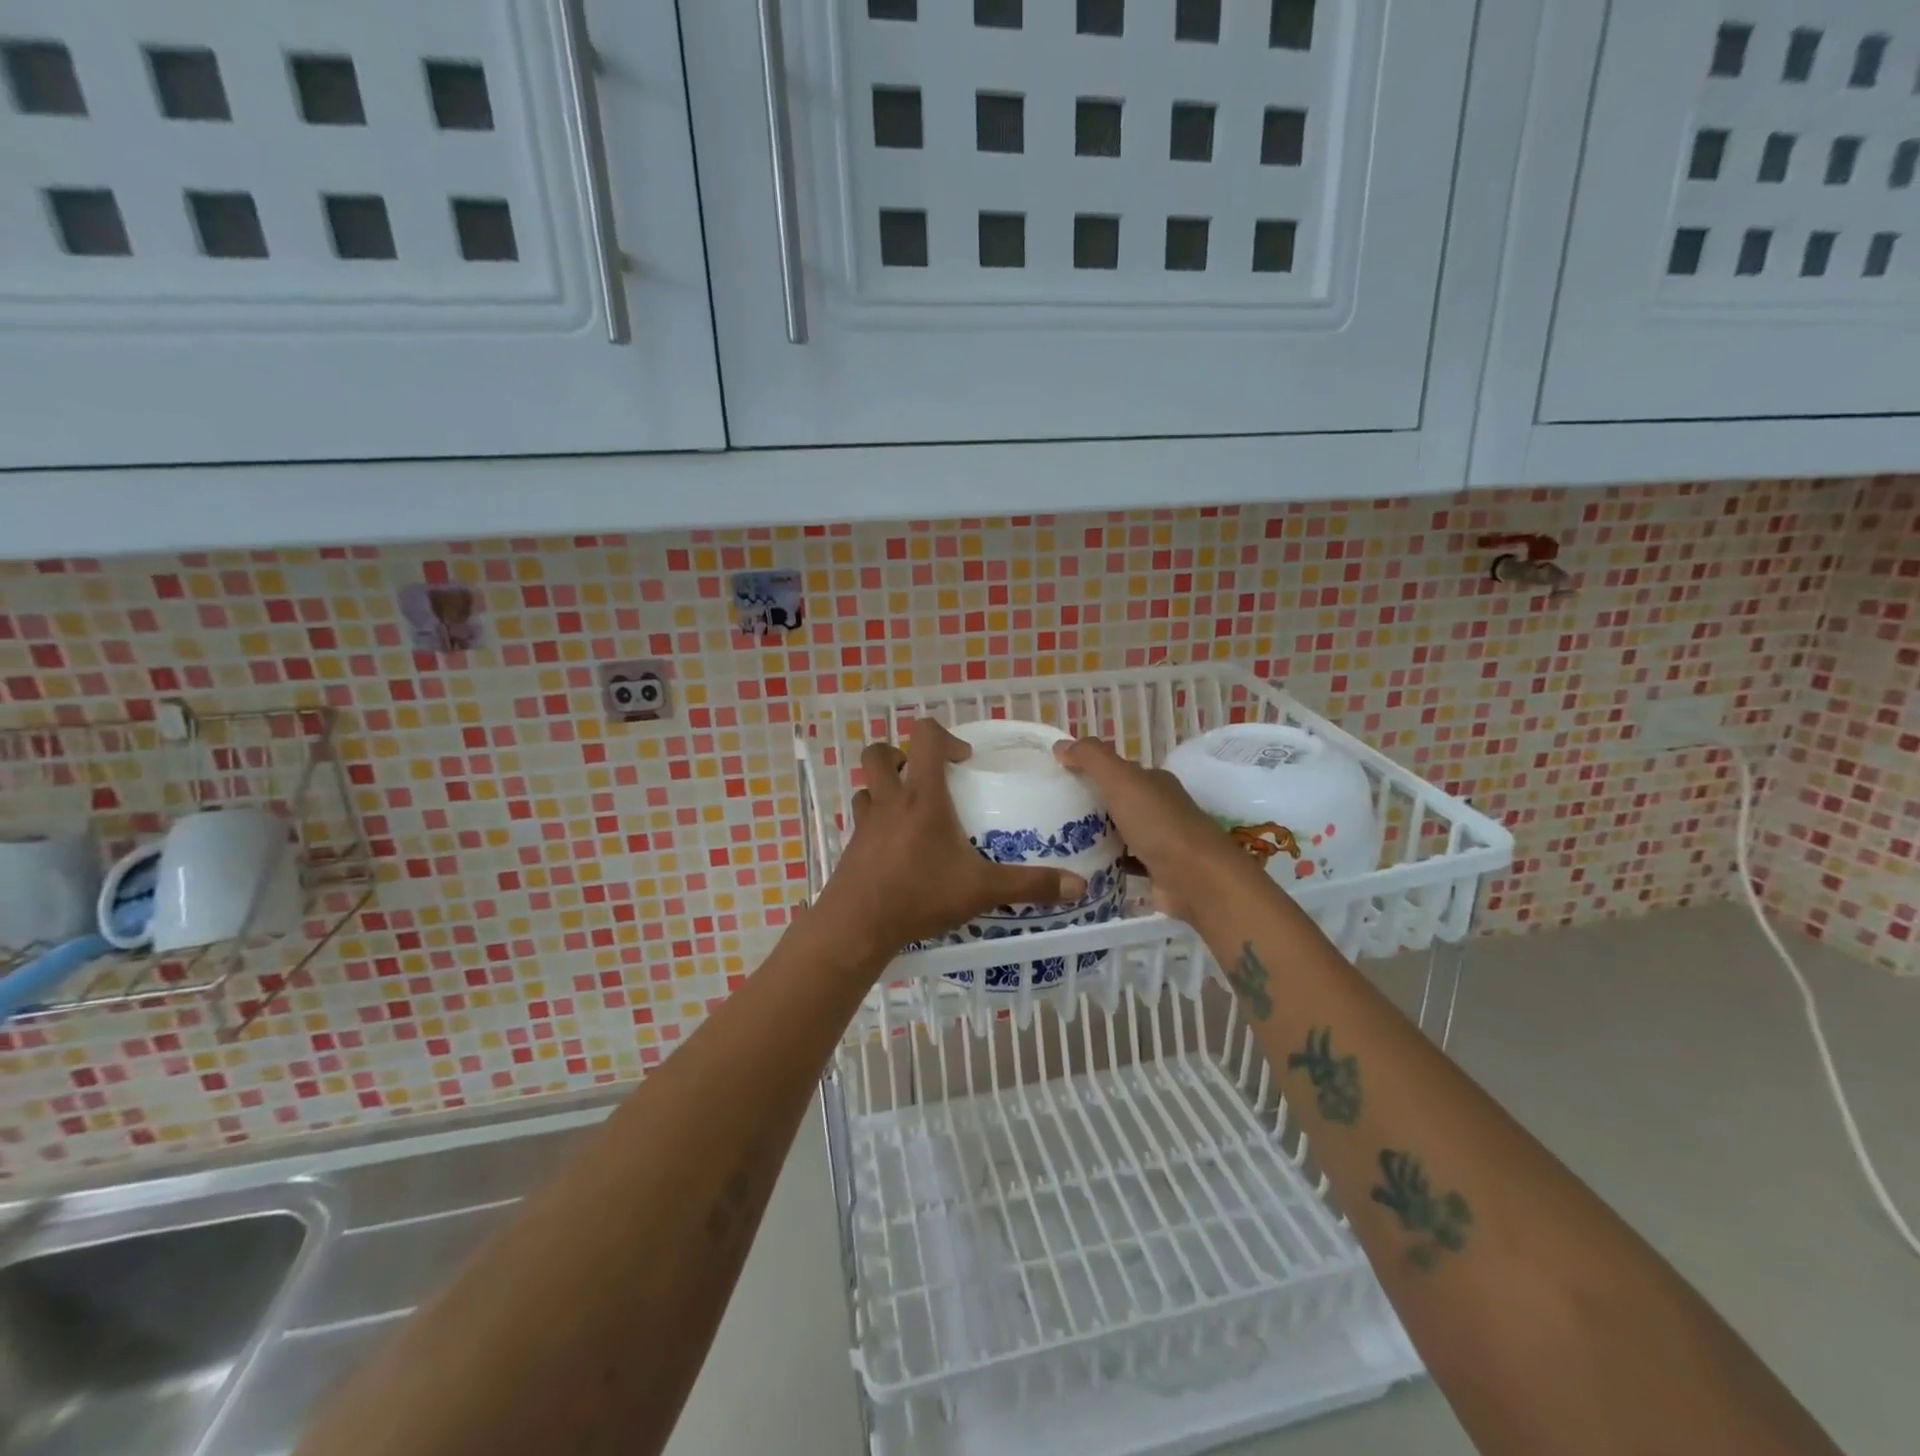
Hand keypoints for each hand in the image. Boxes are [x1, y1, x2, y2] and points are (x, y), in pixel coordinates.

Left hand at [815, 719, 1087, 963]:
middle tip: (928, 780)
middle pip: (879, 753)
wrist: (857, 927)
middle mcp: (889, 801)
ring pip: (867, 787)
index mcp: (922, 797)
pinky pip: (863, 820)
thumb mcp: (982, 890)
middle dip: (901, 755)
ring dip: (886, 789)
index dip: (944, 736)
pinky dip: (878, 823)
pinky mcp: (852, 847)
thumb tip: (1079, 885)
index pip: (924, 737)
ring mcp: (865, 824)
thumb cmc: (919, 895)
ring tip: (913, 813)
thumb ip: (1030, 884)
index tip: (963, 761)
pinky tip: (898, 851)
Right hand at [1053, 736, 1250, 921]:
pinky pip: (1122, 862)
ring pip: (1118, 832)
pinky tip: (1078, 866)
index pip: (1117, 770)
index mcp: (1154, 782)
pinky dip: (1103, 862)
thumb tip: (1060, 745)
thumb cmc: (1159, 824)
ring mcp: (1158, 841)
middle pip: (1116, 801)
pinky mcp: (1154, 871)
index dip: (1088, 770)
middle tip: (1048, 812)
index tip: (1055, 779)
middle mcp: (1158, 808)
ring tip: (1054, 839)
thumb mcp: (1122, 780)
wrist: (1196, 880)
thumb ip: (1092, 758)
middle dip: (1087, 804)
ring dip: (1093, 835)